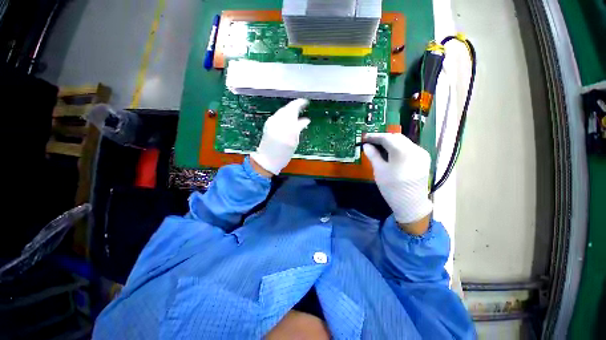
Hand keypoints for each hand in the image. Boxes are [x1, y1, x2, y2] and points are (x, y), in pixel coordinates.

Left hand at [251, 99, 309, 174]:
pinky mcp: (267, 124)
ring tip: (296, 111)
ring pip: (282, 111)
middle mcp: (278, 122)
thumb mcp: (294, 143)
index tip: (305, 102)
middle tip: (302, 105)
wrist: (266, 160)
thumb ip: (299, 129)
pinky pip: (278, 115)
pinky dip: (284, 114)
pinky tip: (287, 118)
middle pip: (287, 109)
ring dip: (289, 109)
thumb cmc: (283, 155)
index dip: (300, 104)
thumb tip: (306, 120)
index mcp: (287, 127)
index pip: (294, 110)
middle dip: (294, 106)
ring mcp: (271, 122)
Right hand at [363, 133, 432, 226]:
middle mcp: (415, 149)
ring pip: (403, 141)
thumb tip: (366, 145)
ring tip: (378, 147)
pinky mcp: (423, 159)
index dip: (375, 136)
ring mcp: (421, 153)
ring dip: (390, 142)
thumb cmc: (392, 188)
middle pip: (397, 137)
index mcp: (403, 151)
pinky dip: (398, 147)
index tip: (365, 137)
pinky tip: (390, 153)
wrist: (411, 204)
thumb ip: (373, 155)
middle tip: (370, 142)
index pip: (387, 138)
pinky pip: (409, 148)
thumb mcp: (379, 170)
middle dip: (383, 138)